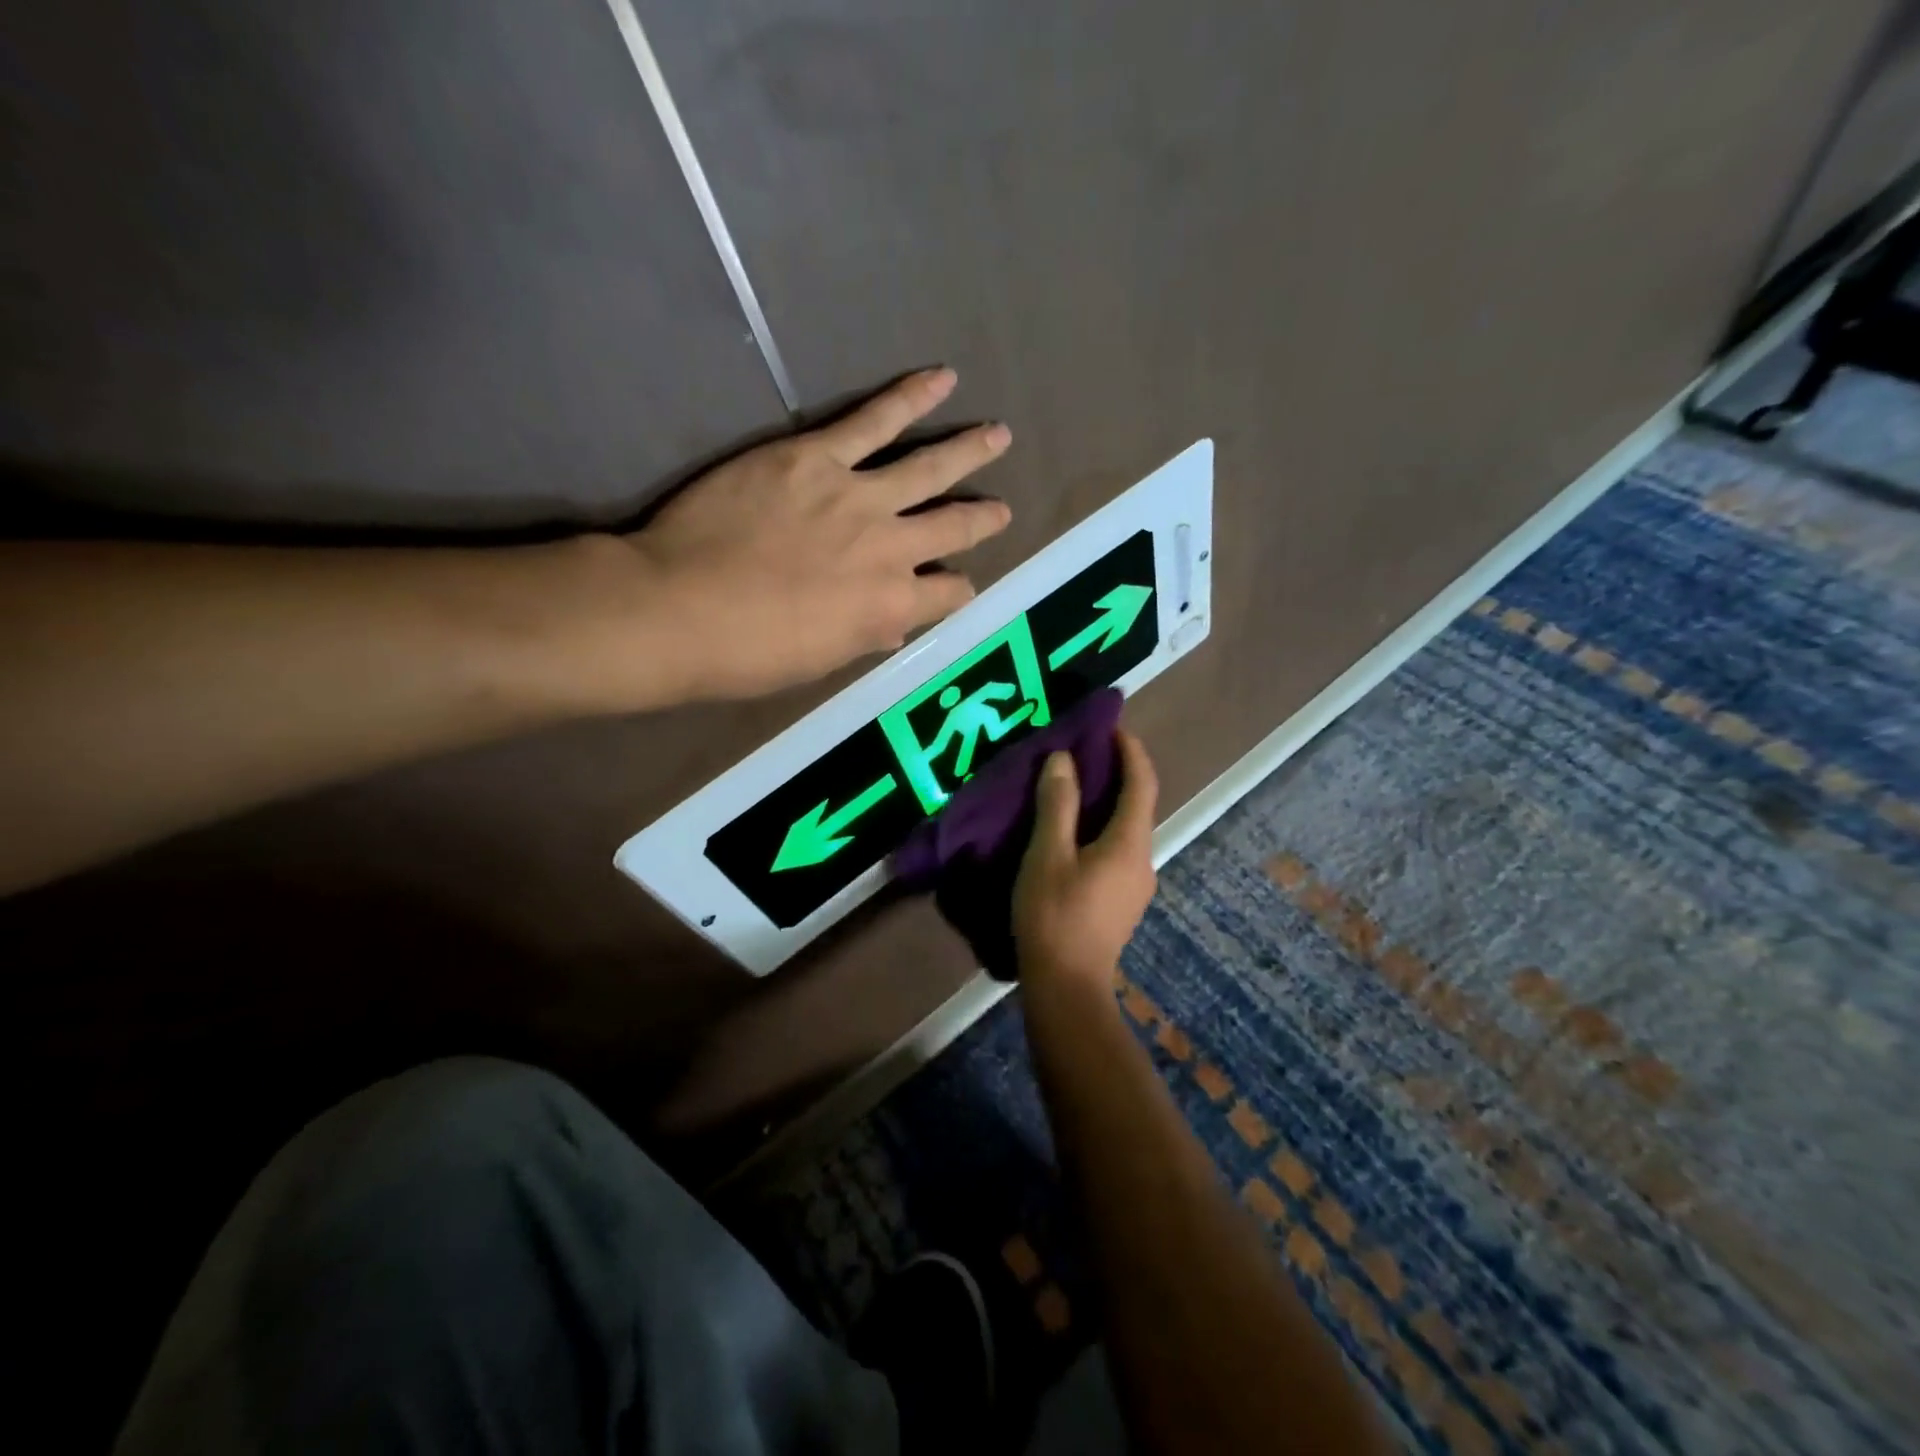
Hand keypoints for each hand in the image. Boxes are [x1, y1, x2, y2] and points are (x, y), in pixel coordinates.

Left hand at [630, 368, 1011, 700]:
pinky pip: (874, 421)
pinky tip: (941, 378)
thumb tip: (892, 624)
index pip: (949, 595)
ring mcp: (859, 497)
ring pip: (929, 469)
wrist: (680, 607)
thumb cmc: (748, 652)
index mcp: (891, 606)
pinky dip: (911, 397)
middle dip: (983, 519)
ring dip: (968, 451)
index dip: (957, 590)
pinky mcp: (818, 456)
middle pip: (953, 528)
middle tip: (1002, 509)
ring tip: (998, 435)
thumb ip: (865, 635)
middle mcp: (891, 549)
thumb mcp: (819, 660)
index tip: (956, 585)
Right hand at [1012, 730, 1158, 992]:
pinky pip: (1117, 849)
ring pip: (1126, 829)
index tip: (1112, 726)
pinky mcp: (1121, 901)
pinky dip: (1100, 827)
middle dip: (1116, 773)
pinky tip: (1072, 833)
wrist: (1066, 988)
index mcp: (1130, 843)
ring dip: (1106, 802)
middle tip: (1082, 752)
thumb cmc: (1055, 916)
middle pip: (1137, 805)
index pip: (1142, 783)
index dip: (1131, 751)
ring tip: (1071, 787)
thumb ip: (1057, 805)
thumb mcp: (1047, 855)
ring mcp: (1135, 885)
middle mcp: (1143, 860)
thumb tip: (1064, 759)